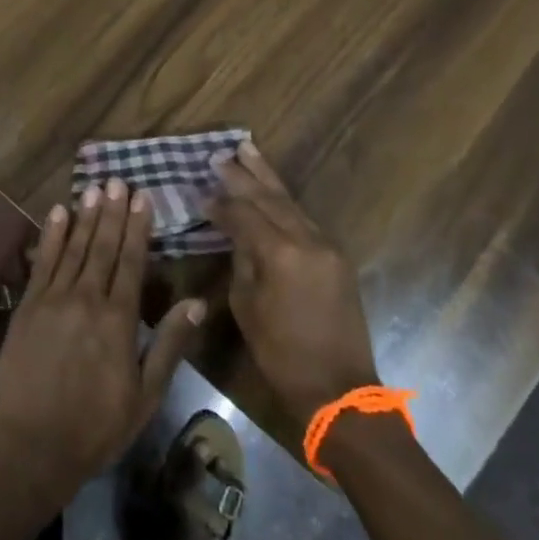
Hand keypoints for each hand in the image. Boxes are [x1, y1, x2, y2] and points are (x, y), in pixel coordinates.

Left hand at [0, 179, 204, 508]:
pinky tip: (57, 213)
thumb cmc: (97, 426)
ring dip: (85, 216)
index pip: (132, 261)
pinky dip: (50, 236)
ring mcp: (53, 299)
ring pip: (73, 248)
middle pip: (102, 247)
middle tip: (118, 181)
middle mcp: (86, 299)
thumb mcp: (145, 395)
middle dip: (112, 212)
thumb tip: (197, 302)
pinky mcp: (27, 306)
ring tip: (94, 187)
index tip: (143, 197)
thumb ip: (169, 344)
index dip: (138, 227)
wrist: (32, 447)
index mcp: (118, 319)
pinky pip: (42, 263)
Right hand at [209, 142, 378, 421]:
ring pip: (291, 202)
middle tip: (221, 155)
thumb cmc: (282, 354)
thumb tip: (237, 234)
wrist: (338, 388)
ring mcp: (327, 246)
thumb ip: (242, 261)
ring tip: (248, 150)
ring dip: (267, 178)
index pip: (244, 214)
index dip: (220, 203)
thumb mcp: (247, 306)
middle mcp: (307, 240)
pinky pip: (304, 219)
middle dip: (243, 175)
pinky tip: (271, 190)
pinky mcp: (337, 256)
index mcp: (280, 253)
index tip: (200, 194)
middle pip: (270, 197)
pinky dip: (284, 202)